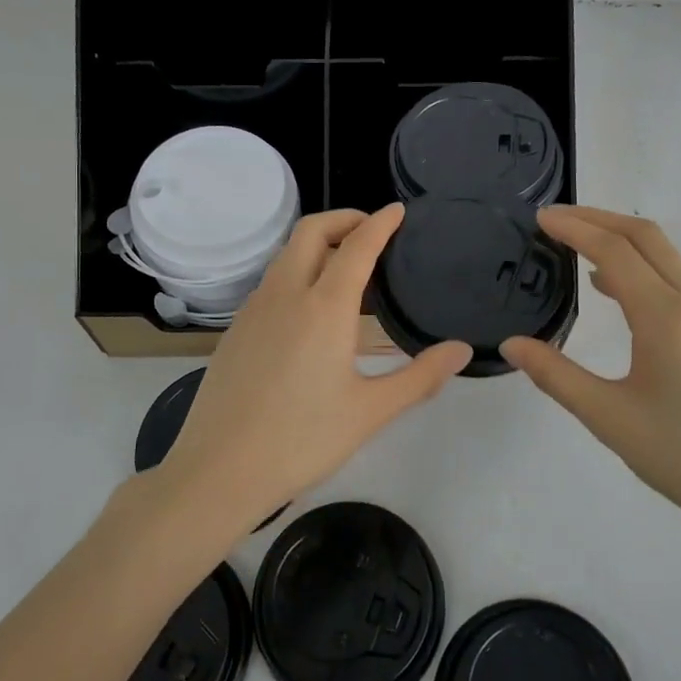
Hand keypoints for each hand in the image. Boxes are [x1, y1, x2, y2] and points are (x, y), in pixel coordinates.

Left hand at [157, 204, 471, 532]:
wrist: (219, 470)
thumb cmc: (302, 440)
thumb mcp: (371, 412)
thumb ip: (420, 376)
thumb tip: (461, 350)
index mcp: (324, 307)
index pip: (357, 246)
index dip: (380, 223)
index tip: (398, 210)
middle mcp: (285, 294)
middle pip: (311, 231)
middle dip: (344, 219)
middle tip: (372, 231)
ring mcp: (254, 309)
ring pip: (286, 254)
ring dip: (317, 244)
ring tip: (346, 267)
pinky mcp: (235, 329)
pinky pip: (271, 282)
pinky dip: (297, 271)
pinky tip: (310, 308)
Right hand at [500, 207, 680, 549]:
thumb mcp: (609, 418)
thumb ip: (556, 375)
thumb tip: (512, 344)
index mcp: (667, 317)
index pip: (615, 251)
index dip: (575, 228)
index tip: (540, 217)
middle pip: (646, 237)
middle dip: (598, 219)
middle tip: (554, 219)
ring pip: (667, 256)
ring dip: (622, 240)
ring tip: (578, 245)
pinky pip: (679, 279)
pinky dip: (643, 266)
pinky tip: (617, 290)